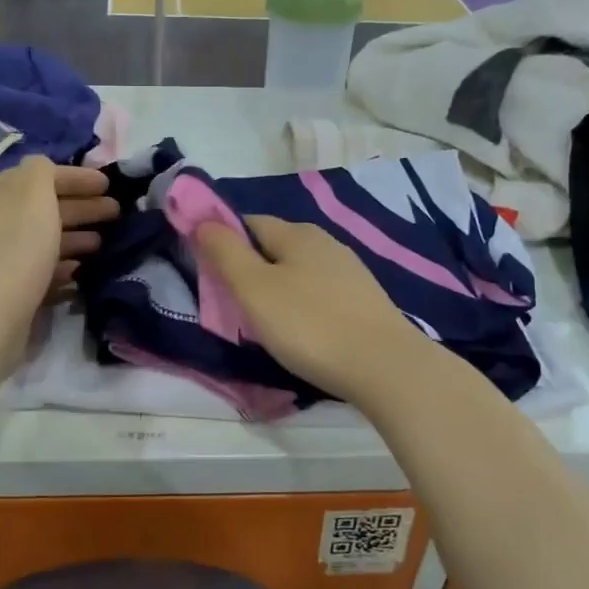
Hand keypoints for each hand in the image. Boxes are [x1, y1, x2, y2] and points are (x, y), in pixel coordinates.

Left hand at [0, 158, 117, 353]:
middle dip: (81, 207)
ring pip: (42, 239)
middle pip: (43, 208)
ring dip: (74, 237)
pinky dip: (60, 266)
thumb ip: (42, 171)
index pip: (40, 175)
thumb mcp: (33, 194)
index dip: (76, 177)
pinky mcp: (4, 290)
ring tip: (102, 244)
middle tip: (116, 213)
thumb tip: (44, 170)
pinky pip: (38, 269)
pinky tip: (79, 271)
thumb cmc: (15, 248)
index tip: (109, 185)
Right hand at [194, 216, 430, 404]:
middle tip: (234, 305)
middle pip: (274, 247)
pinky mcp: (364, 300)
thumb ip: (225, 252)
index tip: (211, 275)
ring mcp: (350, 271)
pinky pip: (320, 293)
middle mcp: (325, 242)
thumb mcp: (254, 289)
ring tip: (267, 324)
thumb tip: (203, 221)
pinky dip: (303, 306)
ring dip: (278, 290)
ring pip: (298, 271)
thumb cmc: (309, 325)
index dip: (224, 241)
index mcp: (297, 233)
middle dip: (250, 268)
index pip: (248, 222)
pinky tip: (303, 332)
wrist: (385, 367)